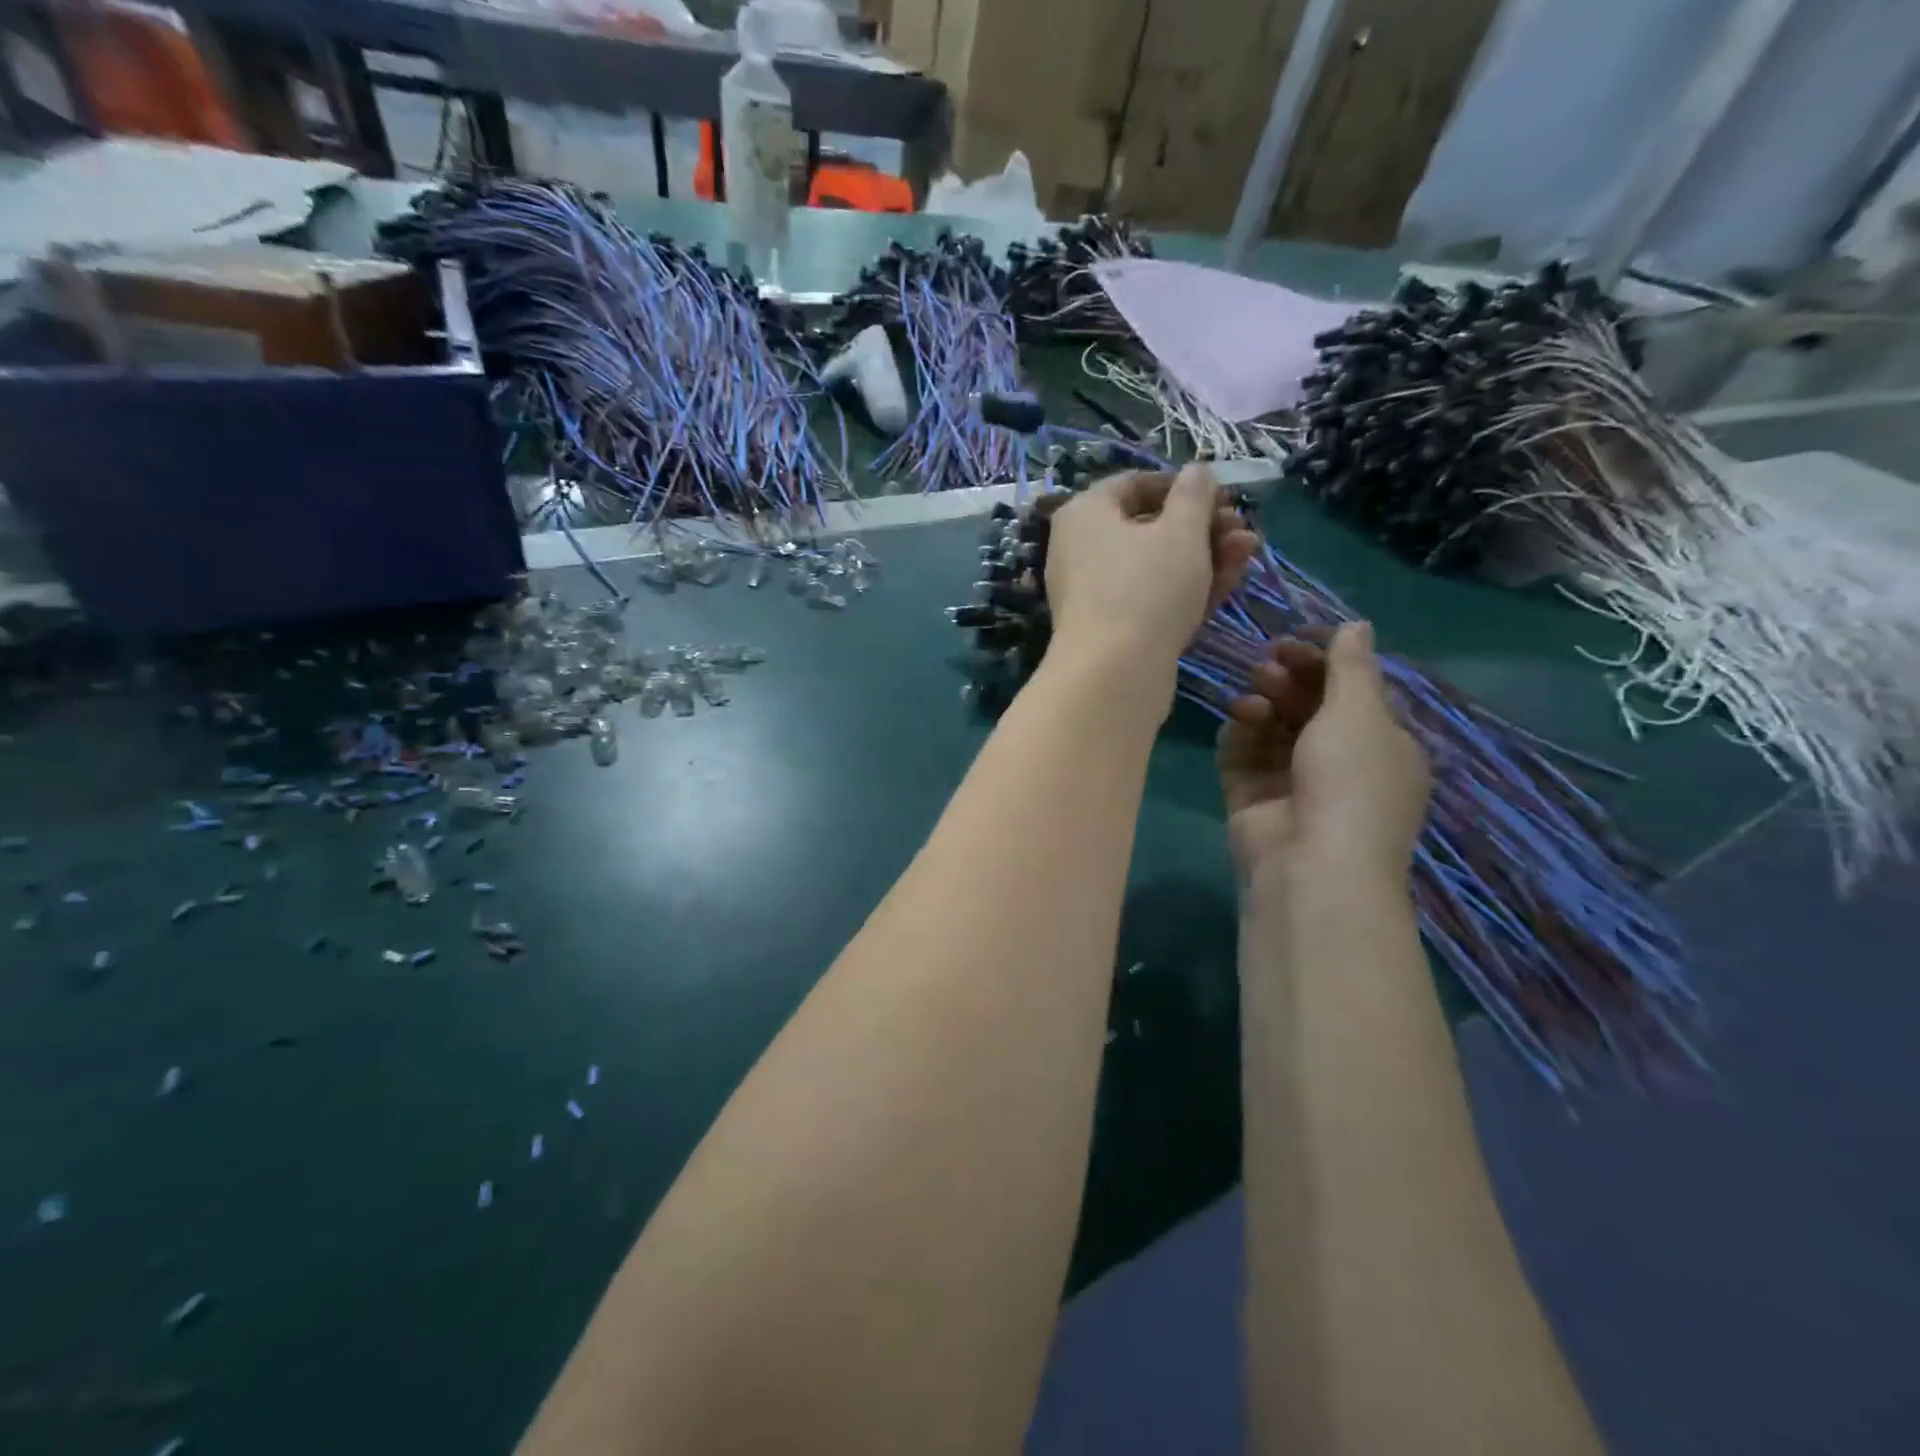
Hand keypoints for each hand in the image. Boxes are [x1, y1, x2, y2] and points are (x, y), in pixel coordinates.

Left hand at [1044, 465, 1260, 678]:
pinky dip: (1186, 589)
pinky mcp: (1109, 629)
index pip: (1135, 484)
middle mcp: (1080, 549)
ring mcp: (1093, 592)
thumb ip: (1194, 495)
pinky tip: (1230, 583)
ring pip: (1155, 565)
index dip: (1183, 486)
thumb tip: (1196, 471)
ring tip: (1249, 553)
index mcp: (1085, 513)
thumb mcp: (1181, 531)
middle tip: (1244, 531)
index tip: (1223, 496)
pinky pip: (1149, 598)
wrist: (1114, 675)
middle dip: (1203, 527)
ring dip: (1205, 557)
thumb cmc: (1146, 588)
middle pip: (1149, 527)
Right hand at [1216, 622, 1430, 888]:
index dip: (1326, 658)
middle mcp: (1339, 761)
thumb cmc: (1351, 782)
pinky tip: (1239, 717)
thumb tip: (1357, 624)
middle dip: (1292, 677)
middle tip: (1270, 658)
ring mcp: (1292, 781)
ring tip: (1255, 693)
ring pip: (1273, 727)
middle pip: (1310, 705)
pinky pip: (1242, 753)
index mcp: (1381, 744)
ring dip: (1265, 701)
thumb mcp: (1360, 714)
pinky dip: (1240, 732)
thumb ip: (1351, 666)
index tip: (1296, 636)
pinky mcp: (1252, 797)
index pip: (1353, 689)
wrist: (1312, 866)